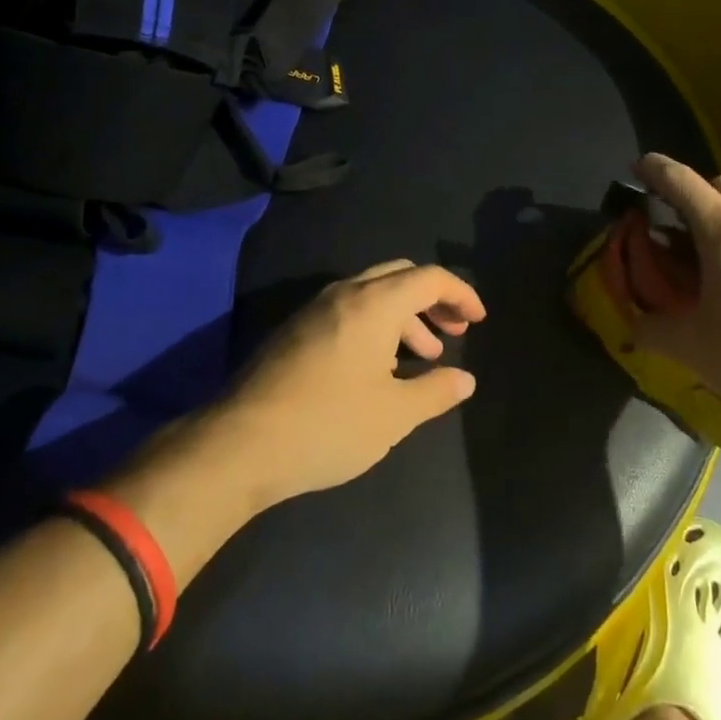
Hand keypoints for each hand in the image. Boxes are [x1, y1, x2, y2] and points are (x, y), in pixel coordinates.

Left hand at [220, 260, 485, 503]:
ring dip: (405, 315)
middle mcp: (346, 293)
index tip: (479, 319)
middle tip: (455, 331)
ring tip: (423, 355)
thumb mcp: (393, 415)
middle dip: (433, 299)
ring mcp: (316, 308)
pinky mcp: (297, 329)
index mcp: (375, 303)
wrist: (241, 443)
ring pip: (373, 293)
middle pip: (401, 276)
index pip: (430, 277)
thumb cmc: (328, 424)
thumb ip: (435, 392)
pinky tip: (379, 366)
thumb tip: (465, 379)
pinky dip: (376, 324)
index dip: (460, 294)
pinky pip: (349, 309)